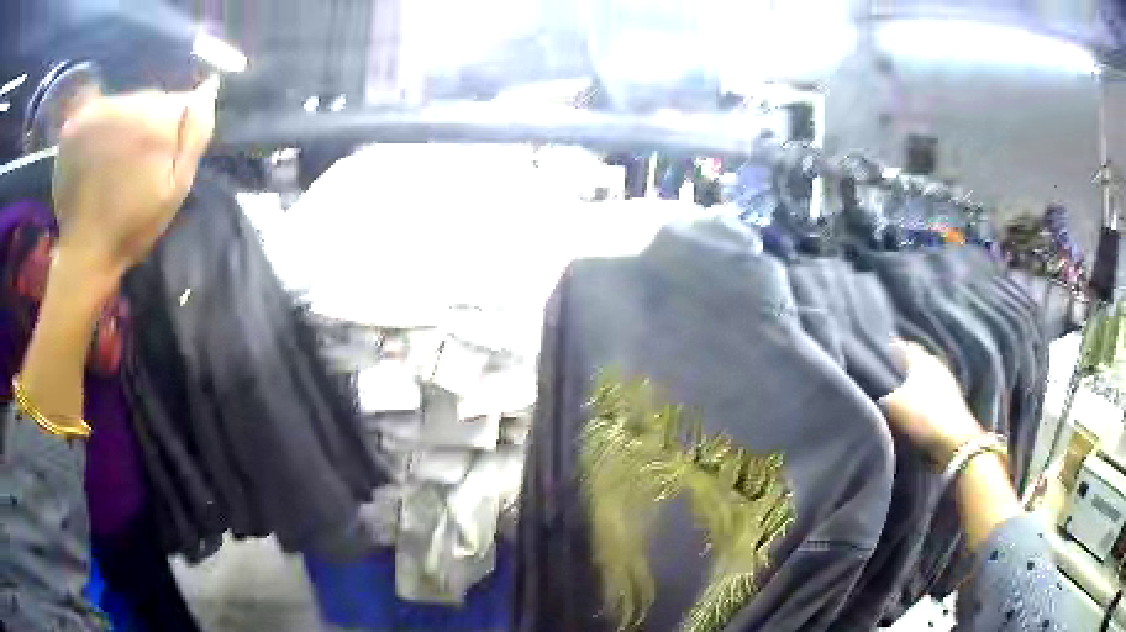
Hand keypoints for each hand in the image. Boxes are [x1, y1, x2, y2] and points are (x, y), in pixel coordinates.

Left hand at [51, 78, 217, 281]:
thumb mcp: (177, 188)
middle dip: (148, 125)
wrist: (85, 252)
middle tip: (137, 165)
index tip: (162, 161)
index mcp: (152, 122)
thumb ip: (195, 133)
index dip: (174, 129)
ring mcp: (95, 113)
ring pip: (123, 103)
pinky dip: (99, 122)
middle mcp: (124, 106)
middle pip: (148, 100)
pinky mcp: (74, 124)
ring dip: (123, 126)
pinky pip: (96, 105)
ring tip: (114, 163)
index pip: (178, 100)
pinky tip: (97, 148)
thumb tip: (209, 86)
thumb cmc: (133, 226)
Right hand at [880, 340, 985, 464]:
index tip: (875, 355)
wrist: (954, 443)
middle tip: (884, 375)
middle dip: (901, 368)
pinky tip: (912, 409)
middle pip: (915, 362)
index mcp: (922, 358)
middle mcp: (936, 365)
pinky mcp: (952, 404)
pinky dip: (921, 399)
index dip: (889, 350)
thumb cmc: (923, 416)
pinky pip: (931, 395)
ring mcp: (947, 384)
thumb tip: (873, 389)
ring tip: (896, 394)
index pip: (903, 346)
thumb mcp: (892, 405)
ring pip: (924, 379)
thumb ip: (881, 394)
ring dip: (912, 385)